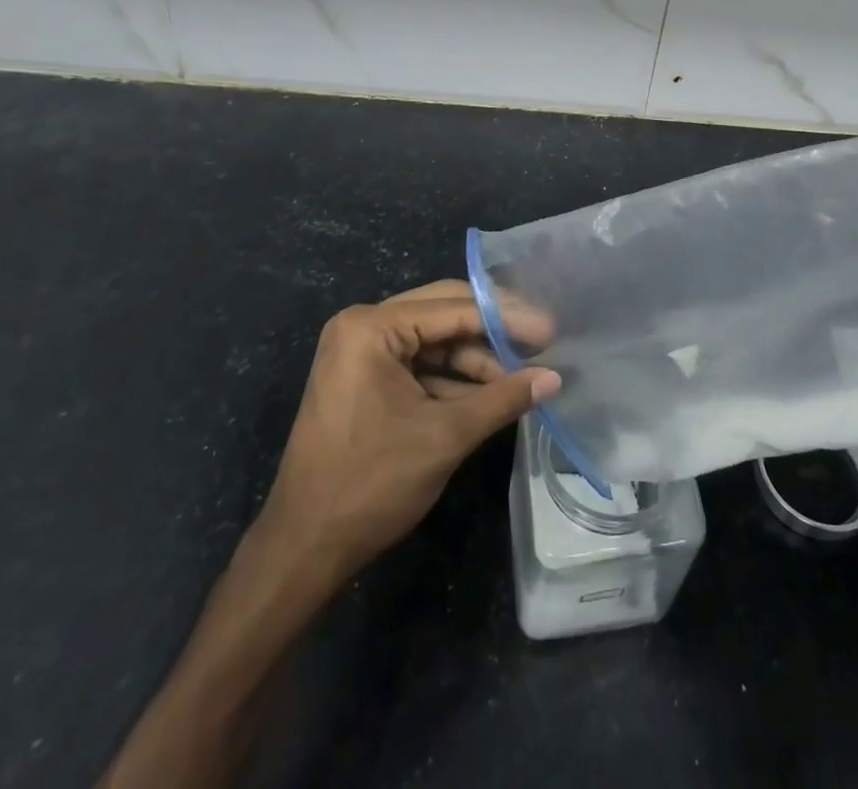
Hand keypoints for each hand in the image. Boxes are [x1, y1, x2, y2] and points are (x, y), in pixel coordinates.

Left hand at [251, 280, 558, 586]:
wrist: (303, 549)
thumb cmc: (371, 483)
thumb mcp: (445, 436)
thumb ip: (502, 399)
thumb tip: (554, 378)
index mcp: (371, 327)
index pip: (454, 308)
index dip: (507, 318)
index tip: (550, 329)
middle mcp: (362, 326)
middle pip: (444, 313)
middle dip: (493, 332)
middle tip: (542, 341)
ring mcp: (360, 352)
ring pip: (434, 341)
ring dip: (476, 360)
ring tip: (523, 377)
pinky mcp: (364, 379)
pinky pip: (419, 364)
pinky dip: (453, 379)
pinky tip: (492, 393)